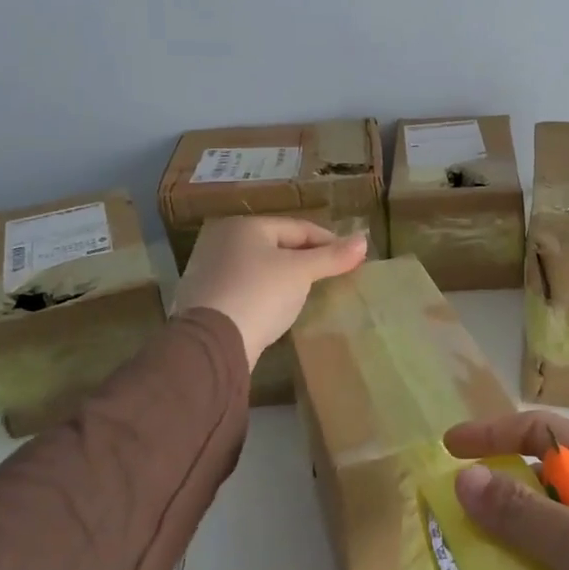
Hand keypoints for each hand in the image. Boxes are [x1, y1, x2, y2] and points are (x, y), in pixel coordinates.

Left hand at [172, 217, 367, 370]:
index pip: (298, 228)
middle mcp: (223, 241)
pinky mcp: (204, 299)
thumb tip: (364, 240)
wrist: (212, 343)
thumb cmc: (260, 293)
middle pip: (277, 245)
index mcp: (245, 226)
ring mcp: (209, 270)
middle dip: (306, 259)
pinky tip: (278, 308)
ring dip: (285, 277)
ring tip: (309, 292)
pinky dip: (265, 293)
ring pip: (260, 267)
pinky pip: (246, 288)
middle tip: (332, 275)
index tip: (351, 258)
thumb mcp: (301, 272)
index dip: (328, 241)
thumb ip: (332, 256)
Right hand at [444, 410, 568, 569]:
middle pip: (549, 478)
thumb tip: (465, 476)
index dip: (495, 433)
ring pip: (557, 529)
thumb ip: (521, 513)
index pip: (546, 430)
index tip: (449, 450)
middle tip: (457, 518)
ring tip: (476, 564)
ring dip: (518, 540)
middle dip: (503, 490)